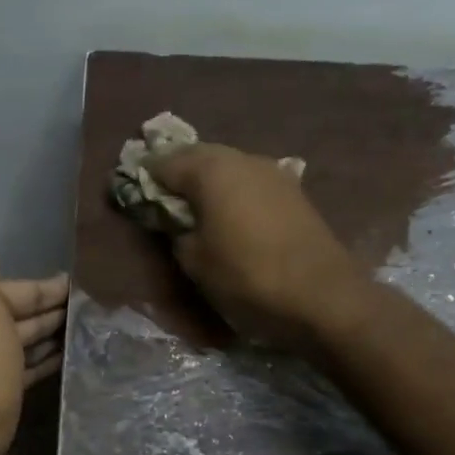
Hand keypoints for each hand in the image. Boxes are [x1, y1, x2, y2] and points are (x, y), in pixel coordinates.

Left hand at [0, 203, 67, 454]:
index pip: (4, 287)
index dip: (43, 288)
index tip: (79, 287)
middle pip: (8, 313)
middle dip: (46, 311)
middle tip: (91, 310)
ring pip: (13, 343)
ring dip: (45, 336)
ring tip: (84, 333)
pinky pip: (15, 370)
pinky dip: (37, 362)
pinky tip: (63, 361)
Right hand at [148, 143, 369, 352]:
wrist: (324, 297)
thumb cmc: (247, 277)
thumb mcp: (195, 261)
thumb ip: (176, 232)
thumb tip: (177, 221)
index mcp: (211, 170)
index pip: (163, 164)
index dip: (143, 179)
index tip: (130, 195)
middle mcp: (242, 159)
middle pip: (197, 156)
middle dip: (177, 173)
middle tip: (160, 199)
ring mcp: (272, 172)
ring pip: (227, 166)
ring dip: (207, 181)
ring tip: (194, 208)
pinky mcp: (293, 191)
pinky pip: (249, 181)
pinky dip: (233, 191)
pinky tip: (229, 214)